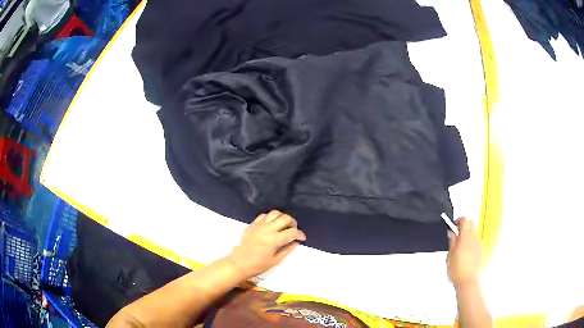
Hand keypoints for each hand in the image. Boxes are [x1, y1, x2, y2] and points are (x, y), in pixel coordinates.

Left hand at [226, 210, 305, 279]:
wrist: (238, 263)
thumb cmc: (257, 265)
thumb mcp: (275, 260)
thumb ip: (287, 250)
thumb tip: (296, 242)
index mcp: (274, 240)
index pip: (292, 232)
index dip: (300, 234)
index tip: (302, 238)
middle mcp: (267, 229)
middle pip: (285, 218)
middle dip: (293, 223)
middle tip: (293, 230)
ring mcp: (259, 225)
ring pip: (275, 213)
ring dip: (282, 218)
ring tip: (283, 225)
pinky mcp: (252, 224)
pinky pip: (264, 215)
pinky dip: (270, 218)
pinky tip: (271, 225)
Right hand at [447, 217, 481, 288]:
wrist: (467, 282)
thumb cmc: (458, 271)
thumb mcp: (450, 256)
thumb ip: (452, 242)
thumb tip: (452, 233)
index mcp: (465, 238)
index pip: (465, 220)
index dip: (458, 220)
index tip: (453, 224)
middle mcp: (474, 239)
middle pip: (471, 223)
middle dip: (464, 224)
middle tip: (456, 231)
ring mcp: (478, 245)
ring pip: (474, 232)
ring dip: (467, 234)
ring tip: (459, 244)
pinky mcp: (480, 251)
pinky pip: (475, 241)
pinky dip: (470, 242)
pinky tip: (464, 252)